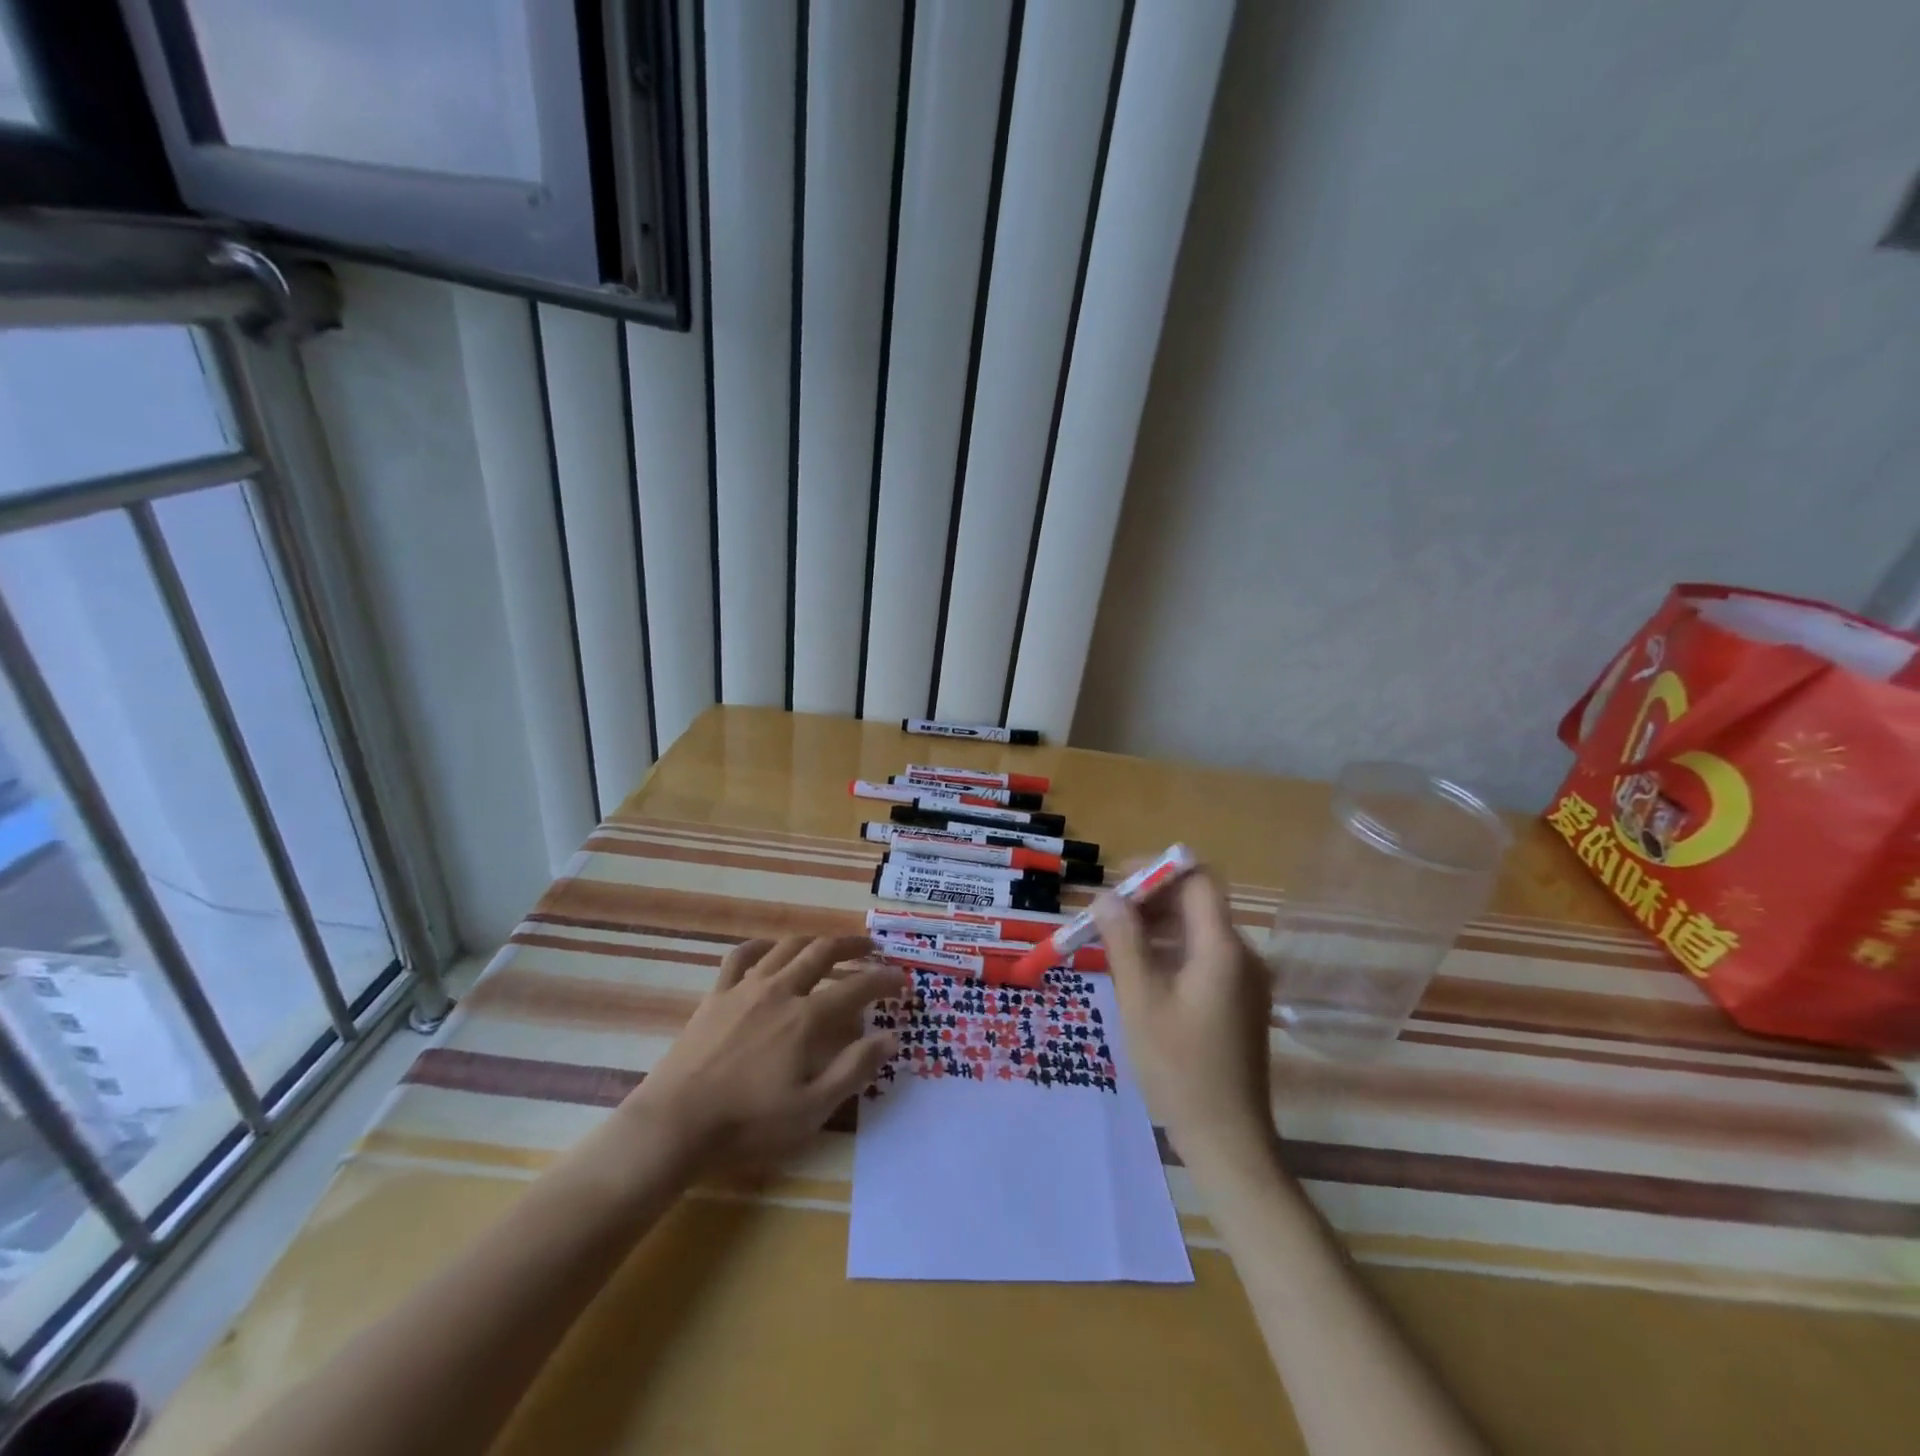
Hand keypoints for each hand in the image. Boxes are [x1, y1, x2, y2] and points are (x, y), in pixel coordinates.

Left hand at [624, 935, 903, 1169]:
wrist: (677, 1122)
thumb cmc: (749, 1121)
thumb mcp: (812, 1108)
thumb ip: (854, 1069)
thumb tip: (891, 1037)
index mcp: (806, 1017)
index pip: (857, 987)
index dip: (884, 980)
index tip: (902, 980)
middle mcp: (780, 990)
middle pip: (823, 952)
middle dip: (853, 946)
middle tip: (872, 948)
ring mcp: (745, 988)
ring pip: (787, 947)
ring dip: (814, 940)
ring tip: (829, 945)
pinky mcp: (717, 995)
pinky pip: (741, 956)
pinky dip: (762, 946)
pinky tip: (770, 949)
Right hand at [1092, 870, 1275, 1167]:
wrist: (1228, 1140)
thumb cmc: (1180, 1068)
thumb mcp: (1141, 1000)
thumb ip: (1124, 941)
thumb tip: (1106, 896)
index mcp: (1223, 948)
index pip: (1197, 880)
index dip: (1157, 871)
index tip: (1117, 882)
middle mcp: (1242, 955)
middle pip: (1196, 903)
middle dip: (1150, 900)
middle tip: (1105, 916)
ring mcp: (1244, 980)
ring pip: (1197, 931)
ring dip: (1156, 926)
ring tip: (1113, 944)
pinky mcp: (1239, 1001)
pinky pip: (1203, 957)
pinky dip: (1170, 952)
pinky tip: (1140, 973)